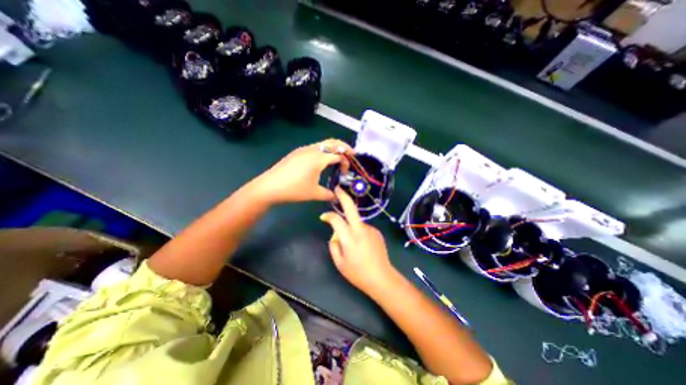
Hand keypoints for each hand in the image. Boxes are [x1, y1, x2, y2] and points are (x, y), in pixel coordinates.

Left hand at [251, 138, 349, 203]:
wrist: (269, 186)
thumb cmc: (294, 189)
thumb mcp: (314, 193)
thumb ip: (329, 194)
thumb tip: (337, 196)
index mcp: (318, 158)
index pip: (339, 155)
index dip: (346, 162)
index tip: (346, 173)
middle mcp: (312, 150)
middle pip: (333, 142)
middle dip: (344, 147)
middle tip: (352, 153)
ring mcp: (304, 149)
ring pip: (323, 143)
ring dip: (334, 148)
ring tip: (339, 156)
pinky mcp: (297, 152)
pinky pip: (315, 147)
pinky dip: (324, 150)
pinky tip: (323, 160)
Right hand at [319, 186, 393, 294]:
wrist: (382, 277)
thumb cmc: (358, 273)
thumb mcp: (340, 263)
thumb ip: (334, 246)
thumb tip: (334, 235)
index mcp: (349, 238)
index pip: (336, 219)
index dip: (328, 216)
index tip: (323, 217)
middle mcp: (360, 229)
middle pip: (351, 208)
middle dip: (343, 196)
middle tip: (337, 189)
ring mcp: (370, 229)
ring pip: (356, 221)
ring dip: (351, 225)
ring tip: (353, 244)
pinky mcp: (377, 232)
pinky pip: (364, 228)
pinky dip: (359, 232)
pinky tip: (362, 246)